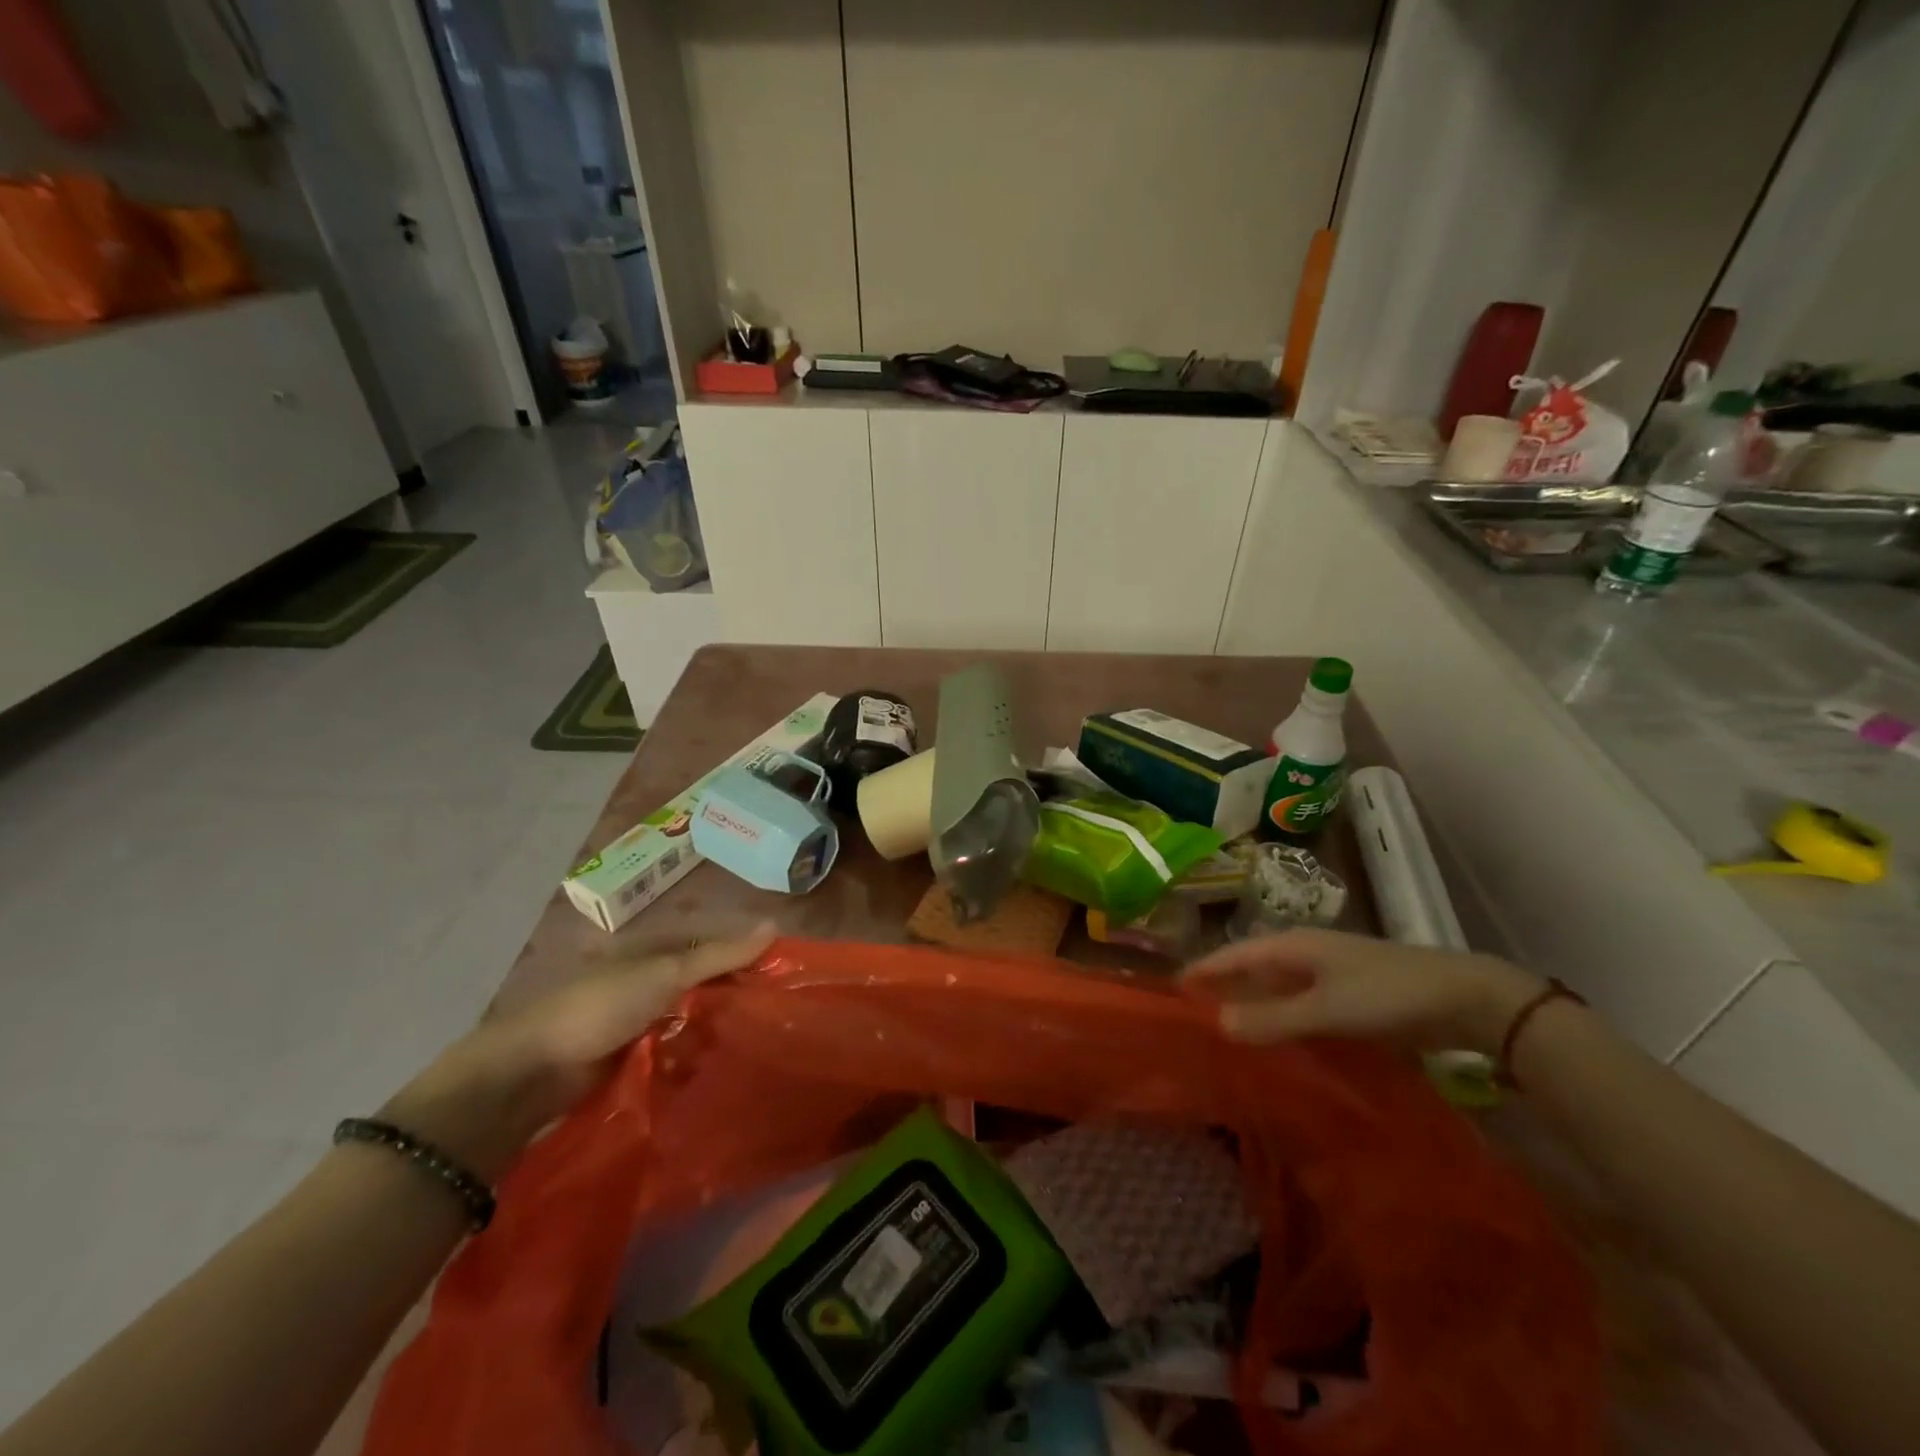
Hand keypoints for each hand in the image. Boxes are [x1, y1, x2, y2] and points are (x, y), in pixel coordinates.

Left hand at [380, 924, 776, 1179]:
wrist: (533, 1073)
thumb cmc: (600, 1006)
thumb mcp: (665, 973)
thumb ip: (719, 955)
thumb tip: (775, 925)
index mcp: (658, 951)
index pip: (717, 947)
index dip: (750, 956)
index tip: (787, 973)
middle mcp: (653, 982)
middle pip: (709, 985)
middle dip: (739, 997)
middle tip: (783, 1014)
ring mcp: (644, 1022)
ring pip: (697, 1020)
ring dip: (721, 1031)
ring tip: (764, 1044)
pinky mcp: (637, 1059)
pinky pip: (680, 1053)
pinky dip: (700, 1057)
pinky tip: (728, 1069)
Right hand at [1185, 928, 1540, 1054]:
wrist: (1465, 998)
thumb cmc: (1388, 995)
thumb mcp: (1326, 1009)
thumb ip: (1272, 1018)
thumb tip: (1217, 1024)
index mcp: (1292, 945)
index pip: (1233, 955)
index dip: (1204, 970)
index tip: (1172, 989)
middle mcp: (1304, 954)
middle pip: (1251, 970)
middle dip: (1223, 990)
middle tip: (1192, 1017)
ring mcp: (1327, 974)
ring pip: (1275, 989)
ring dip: (1252, 1008)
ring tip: (1224, 1034)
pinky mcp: (1348, 997)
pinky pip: (1299, 1006)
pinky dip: (1281, 1021)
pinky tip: (1275, 1043)